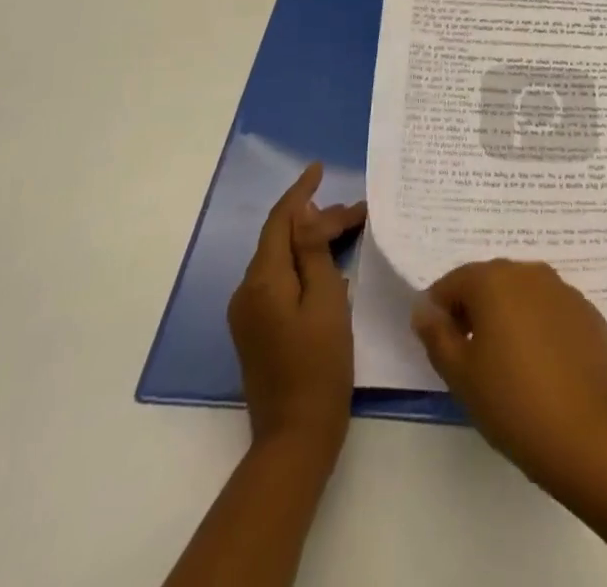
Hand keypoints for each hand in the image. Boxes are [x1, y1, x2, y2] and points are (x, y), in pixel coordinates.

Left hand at [227, 163, 366, 454]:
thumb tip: (304, 212)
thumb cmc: (320, 364)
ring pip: (282, 260)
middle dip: (317, 220)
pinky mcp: (257, 330)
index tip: (319, 168)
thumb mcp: (326, 300)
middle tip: (359, 213)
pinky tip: (329, 265)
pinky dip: (304, 265)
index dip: (300, 192)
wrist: (295, 437)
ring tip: (350, 231)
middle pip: (282, 239)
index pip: (280, 220)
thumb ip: (312, 251)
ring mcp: (249, 313)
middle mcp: (247, 292)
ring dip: (312, 241)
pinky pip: (279, 281)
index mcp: (262, 280)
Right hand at [411, 259, 606, 487]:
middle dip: (475, 310)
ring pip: (523, 295)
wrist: (592, 433)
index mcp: (494, 279)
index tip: (439, 346)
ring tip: (506, 364)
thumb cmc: (514, 402)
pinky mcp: (588, 313)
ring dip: (508, 317)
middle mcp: (529, 272)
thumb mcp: (461, 376)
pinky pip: (551, 310)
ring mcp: (564, 290)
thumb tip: (424, 309)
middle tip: (469, 357)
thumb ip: (437, 336)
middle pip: (490, 282)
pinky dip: (538, 327)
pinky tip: (541, 367)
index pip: (454, 282)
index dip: (440, 311)